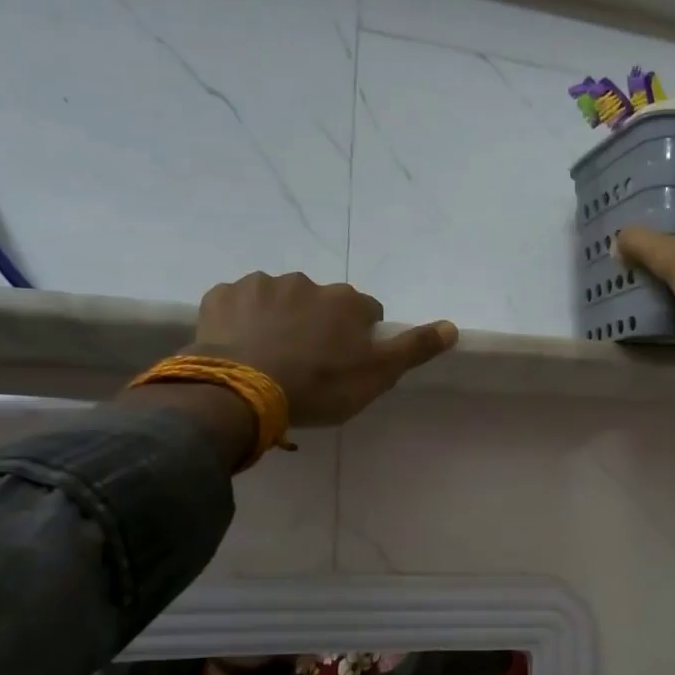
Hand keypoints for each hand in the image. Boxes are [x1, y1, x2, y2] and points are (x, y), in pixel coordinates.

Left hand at [191, 273, 457, 427]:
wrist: (242, 392)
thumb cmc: (319, 386)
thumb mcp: (377, 376)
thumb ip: (414, 349)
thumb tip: (452, 326)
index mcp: (346, 301)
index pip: (366, 311)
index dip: (360, 335)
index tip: (348, 361)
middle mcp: (306, 283)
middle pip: (321, 302)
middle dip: (317, 324)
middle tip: (307, 363)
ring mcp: (260, 285)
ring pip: (278, 300)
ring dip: (279, 320)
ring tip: (270, 357)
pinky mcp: (221, 296)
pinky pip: (238, 304)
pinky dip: (241, 320)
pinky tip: (239, 347)